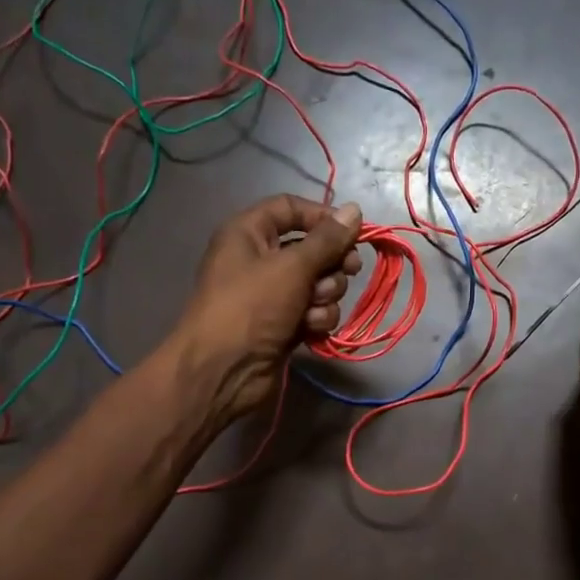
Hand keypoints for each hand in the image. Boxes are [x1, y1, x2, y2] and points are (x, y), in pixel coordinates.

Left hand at [174, 194, 363, 425]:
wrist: (224, 371)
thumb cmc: (251, 307)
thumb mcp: (292, 266)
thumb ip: (328, 239)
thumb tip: (355, 210)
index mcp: (249, 233)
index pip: (290, 208)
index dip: (322, 217)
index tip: (353, 232)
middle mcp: (260, 259)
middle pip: (312, 248)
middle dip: (331, 263)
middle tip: (349, 271)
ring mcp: (273, 295)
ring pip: (319, 283)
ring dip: (325, 295)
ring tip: (312, 310)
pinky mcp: (284, 324)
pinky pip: (314, 311)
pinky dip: (317, 319)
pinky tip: (310, 330)